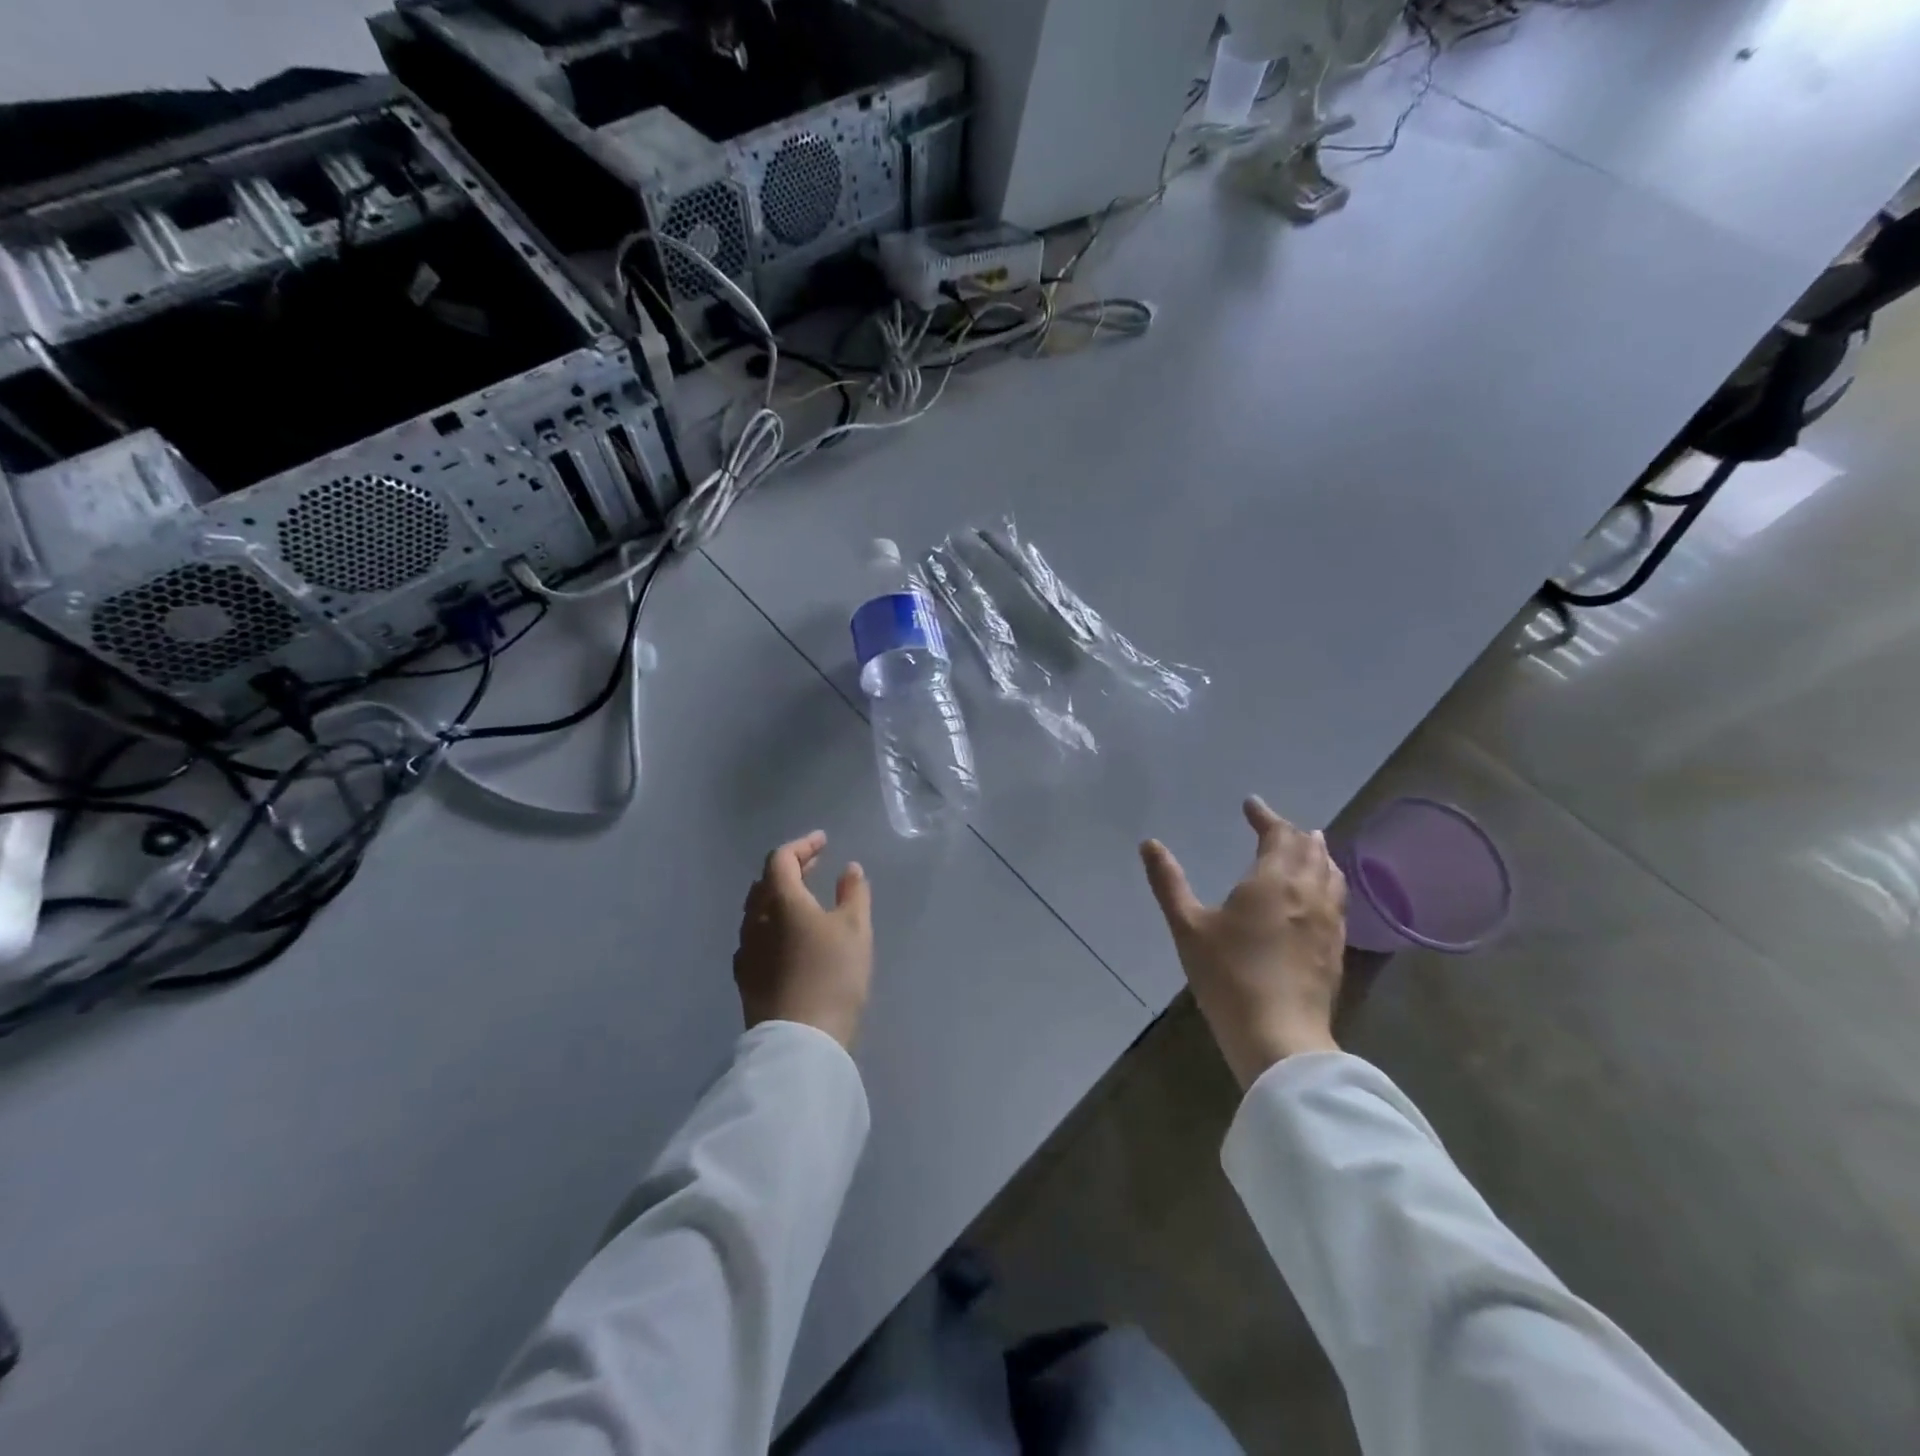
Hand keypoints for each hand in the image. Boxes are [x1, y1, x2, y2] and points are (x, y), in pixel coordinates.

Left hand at [734, 831, 873, 1049]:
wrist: (800, 1041)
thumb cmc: (833, 976)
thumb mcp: (856, 930)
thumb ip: (853, 893)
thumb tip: (849, 869)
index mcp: (781, 901)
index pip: (782, 859)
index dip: (802, 845)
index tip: (823, 842)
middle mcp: (756, 920)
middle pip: (766, 882)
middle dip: (790, 868)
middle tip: (815, 865)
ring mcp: (746, 950)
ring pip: (757, 910)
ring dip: (779, 896)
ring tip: (803, 898)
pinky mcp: (745, 978)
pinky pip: (754, 937)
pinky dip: (771, 923)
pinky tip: (785, 937)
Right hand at [1140, 797, 1346, 1088]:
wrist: (1279, 1037)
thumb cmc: (1228, 977)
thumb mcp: (1187, 927)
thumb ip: (1168, 882)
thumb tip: (1149, 844)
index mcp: (1273, 881)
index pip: (1279, 835)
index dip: (1265, 816)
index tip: (1251, 805)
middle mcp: (1308, 893)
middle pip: (1311, 849)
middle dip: (1292, 832)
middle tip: (1273, 827)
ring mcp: (1329, 922)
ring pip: (1331, 873)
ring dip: (1316, 854)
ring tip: (1304, 849)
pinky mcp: (1337, 948)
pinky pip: (1338, 899)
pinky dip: (1327, 881)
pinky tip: (1317, 895)